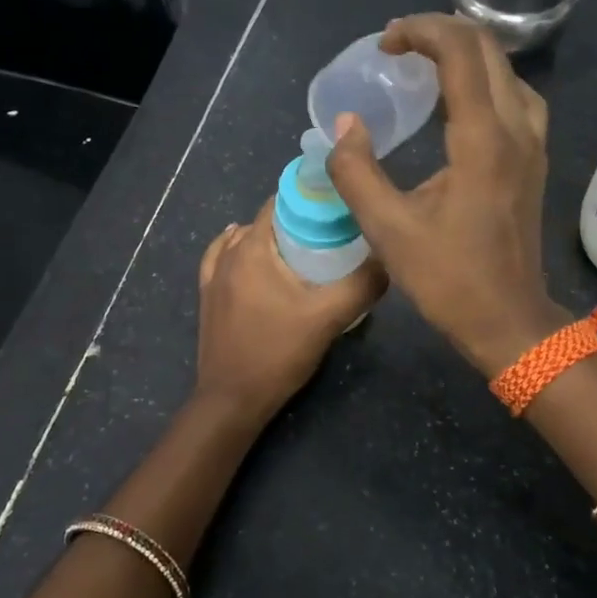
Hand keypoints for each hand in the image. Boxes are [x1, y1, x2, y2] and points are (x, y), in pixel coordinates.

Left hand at [194, 197, 385, 423]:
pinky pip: (222, 259)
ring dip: (271, 237)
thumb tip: (388, 259)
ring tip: (302, 248)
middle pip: (266, 221)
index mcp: (252, 248)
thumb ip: (362, 285)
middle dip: (298, 220)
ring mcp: (213, 276)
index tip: (341, 207)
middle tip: (333, 233)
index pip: (281, 202)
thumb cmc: (278, 353)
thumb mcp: (328, 318)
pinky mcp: (208, 298)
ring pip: (244, 240)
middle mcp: (228, 254)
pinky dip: (240, 250)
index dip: (312, 198)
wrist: (232, 399)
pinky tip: (254, 258)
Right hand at [327, 15, 567, 375]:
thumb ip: (356, 172)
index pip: (460, 51)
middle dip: (441, 33)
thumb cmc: (449, 279)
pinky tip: (459, 102)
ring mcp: (533, 144)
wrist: (509, 320)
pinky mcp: (535, 160)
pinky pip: (516, 97)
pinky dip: (485, 81)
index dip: (420, 31)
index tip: (385, 44)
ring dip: (467, 55)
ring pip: (507, 70)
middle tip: (398, 47)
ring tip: (426, 65)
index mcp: (482, 139)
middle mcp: (517, 129)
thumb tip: (345, 125)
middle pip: (488, 49)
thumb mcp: (388, 230)